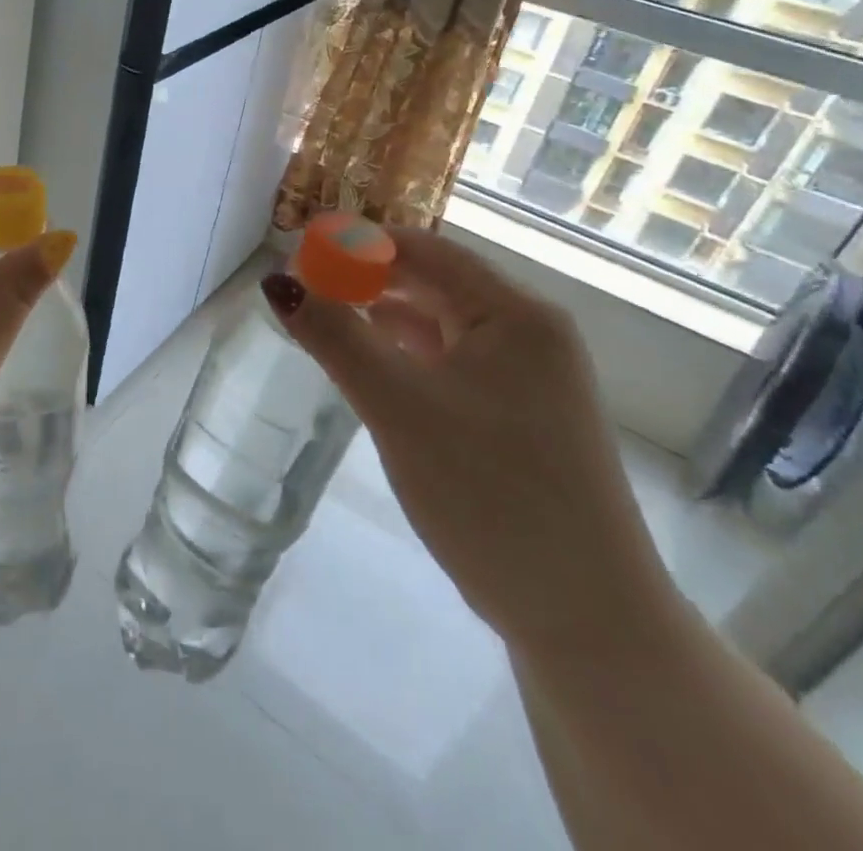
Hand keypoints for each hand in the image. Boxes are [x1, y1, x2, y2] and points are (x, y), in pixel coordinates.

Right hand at [263, 229, 676, 657]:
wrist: (585, 618)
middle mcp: (528, 333)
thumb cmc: (489, 492)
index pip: (424, 250)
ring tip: (324, 316)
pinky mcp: (518, 415)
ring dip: (382, 314)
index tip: (299, 250)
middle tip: (302, 286)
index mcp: (515, 314)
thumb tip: (277, 281)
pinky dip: (404, 353)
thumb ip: (334, 337)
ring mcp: (528, 377)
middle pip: (433, 282)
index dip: (358, 243)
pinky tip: (369, 362)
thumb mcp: (398, 406)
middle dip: (366, 278)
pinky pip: (449, 361)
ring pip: (439, 323)